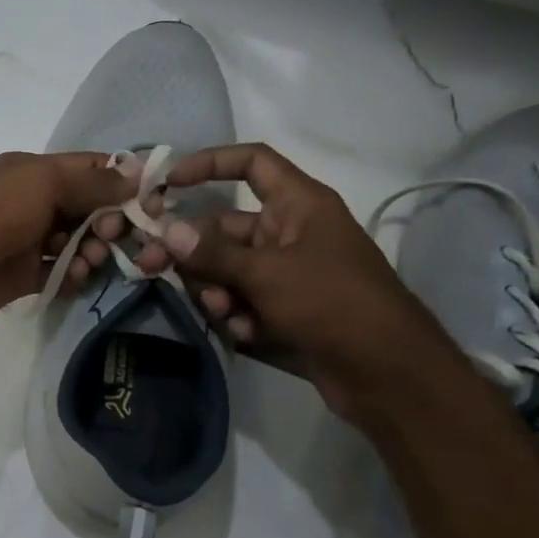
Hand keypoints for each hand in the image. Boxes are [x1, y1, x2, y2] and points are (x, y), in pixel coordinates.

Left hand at [0, 150, 139, 335]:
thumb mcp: (41, 184)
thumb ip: (90, 181)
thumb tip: (136, 174)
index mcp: (34, 172)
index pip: (90, 169)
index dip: (123, 181)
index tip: (155, 199)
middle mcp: (33, 202)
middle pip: (89, 208)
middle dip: (110, 220)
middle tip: (113, 235)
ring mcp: (29, 240)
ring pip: (78, 242)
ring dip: (93, 250)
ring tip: (91, 259)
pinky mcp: (25, 275)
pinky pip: (61, 272)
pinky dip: (73, 274)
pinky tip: (75, 276)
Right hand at [135, 144, 456, 421]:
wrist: (388, 374)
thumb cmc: (333, 304)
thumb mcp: (267, 274)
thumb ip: (212, 253)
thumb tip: (166, 232)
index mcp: (298, 205)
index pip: (251, 163)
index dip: (209, 164)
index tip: (169, 183)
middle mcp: (289, 231)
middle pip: (223, 226)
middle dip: (191, 250)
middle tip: (150, 266)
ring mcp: (285, 271)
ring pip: (225, 268)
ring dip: (215, 290)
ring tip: (225, 313)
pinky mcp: (282, 306)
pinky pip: (240, 298)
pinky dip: (236, 314)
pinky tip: (247, 333)